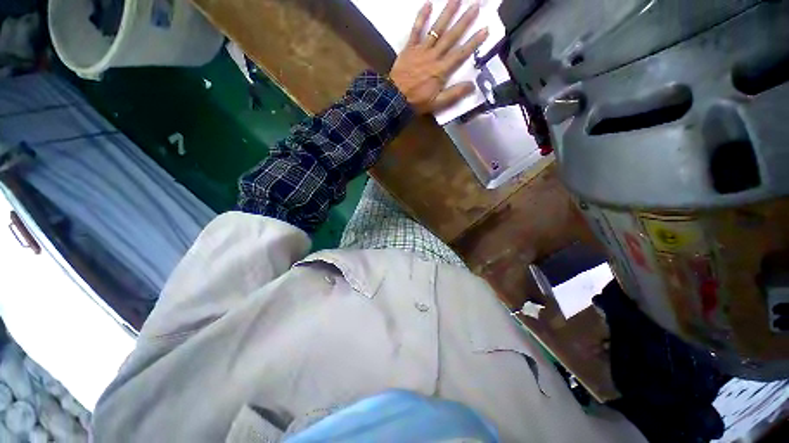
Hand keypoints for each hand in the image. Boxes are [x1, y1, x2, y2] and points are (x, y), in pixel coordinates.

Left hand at [389, 0, 489, 114]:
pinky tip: (428, 3)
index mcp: (441, 70)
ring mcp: (421, 50)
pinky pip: (416, 30)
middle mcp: (433, 56)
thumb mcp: (436, 104)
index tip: (485, 29)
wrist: (395, 98)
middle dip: (464, 21)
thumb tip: (472, 86)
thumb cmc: (416, 102)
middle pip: (451, 36)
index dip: (473, 42)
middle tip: (476, 5)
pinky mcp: (410, 48)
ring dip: (447, 13)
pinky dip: (421, 17)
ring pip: (436, 29)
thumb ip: (454, 94)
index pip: (460, 54)